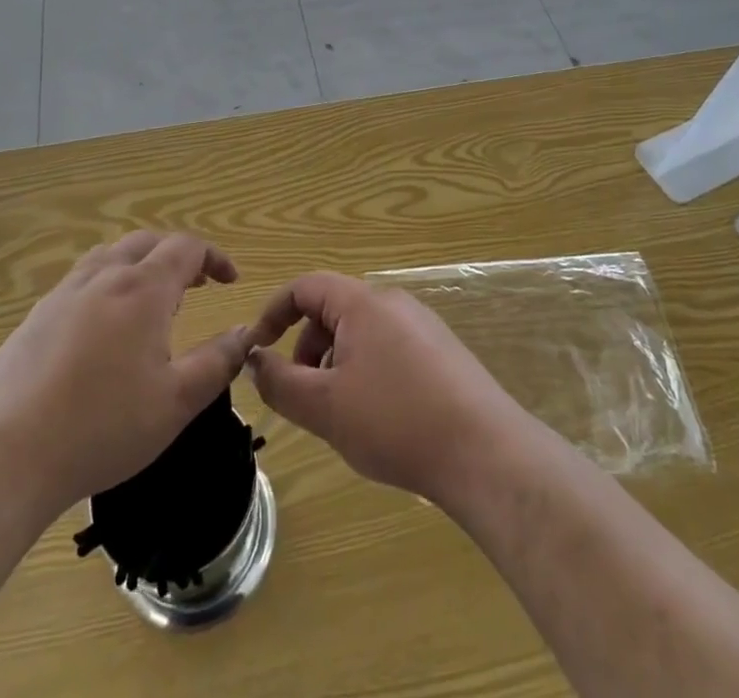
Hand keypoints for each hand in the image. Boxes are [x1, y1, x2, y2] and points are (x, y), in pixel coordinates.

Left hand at [0, 232, 251, 513]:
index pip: (186, 247)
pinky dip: (105, 285)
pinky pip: (79, 281)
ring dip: (139, 264)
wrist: (7, 457)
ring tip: (150, 300)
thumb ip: (217, 361)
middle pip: (147, 242)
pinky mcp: (34, 318)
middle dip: (177, 256)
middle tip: (195, 285)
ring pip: (109, 256)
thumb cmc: (103, 428)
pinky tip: (101, 329)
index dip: (213, 257)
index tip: (230, 281)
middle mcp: (103, 277)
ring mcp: (63, 294)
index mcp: (143, 289)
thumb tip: (243, 332)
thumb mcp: (177, 402)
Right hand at [245, 272, 528, 505]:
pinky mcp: (441, 351)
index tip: (257, 351)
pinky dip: (366, 371)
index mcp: (362, 302)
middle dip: (307, 347)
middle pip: (333, 309)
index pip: (305, 286)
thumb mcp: (325, 407)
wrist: (484, 451)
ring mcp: (422, 325)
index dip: (273, 313)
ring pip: (360, 332)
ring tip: (341, 413)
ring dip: (336, 363)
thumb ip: (280, 382)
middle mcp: (393, 302)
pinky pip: (388, 348)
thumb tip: (255, 361)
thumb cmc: (395, 421)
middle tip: (303, 395)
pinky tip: (378, 418)